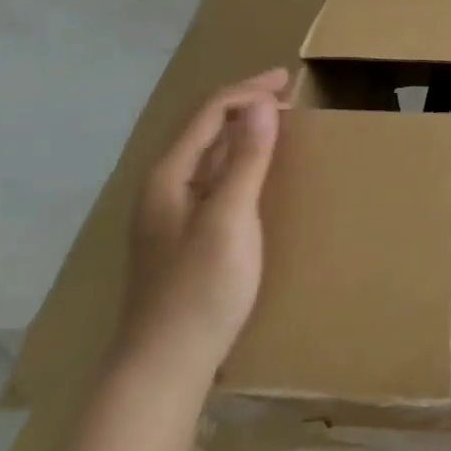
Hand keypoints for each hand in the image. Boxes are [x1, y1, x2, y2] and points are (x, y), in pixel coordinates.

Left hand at [115, 70, 289, 384]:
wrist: (162, 369)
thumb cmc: (199, 291)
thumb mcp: (230, 220)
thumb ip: (245, 161)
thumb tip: (262, 105)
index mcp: (168, 177)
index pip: (209, 113)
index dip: (248, 90)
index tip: (288, 81)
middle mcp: (163, 188)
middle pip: (204, 129)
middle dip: (245, 104)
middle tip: (287, 94)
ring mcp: (170, 214)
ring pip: (208, 154)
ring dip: (242, 130)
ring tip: (277, 122)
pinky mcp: (182, 236)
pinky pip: (213, 178)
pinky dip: (238, 159)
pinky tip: (256, 171)